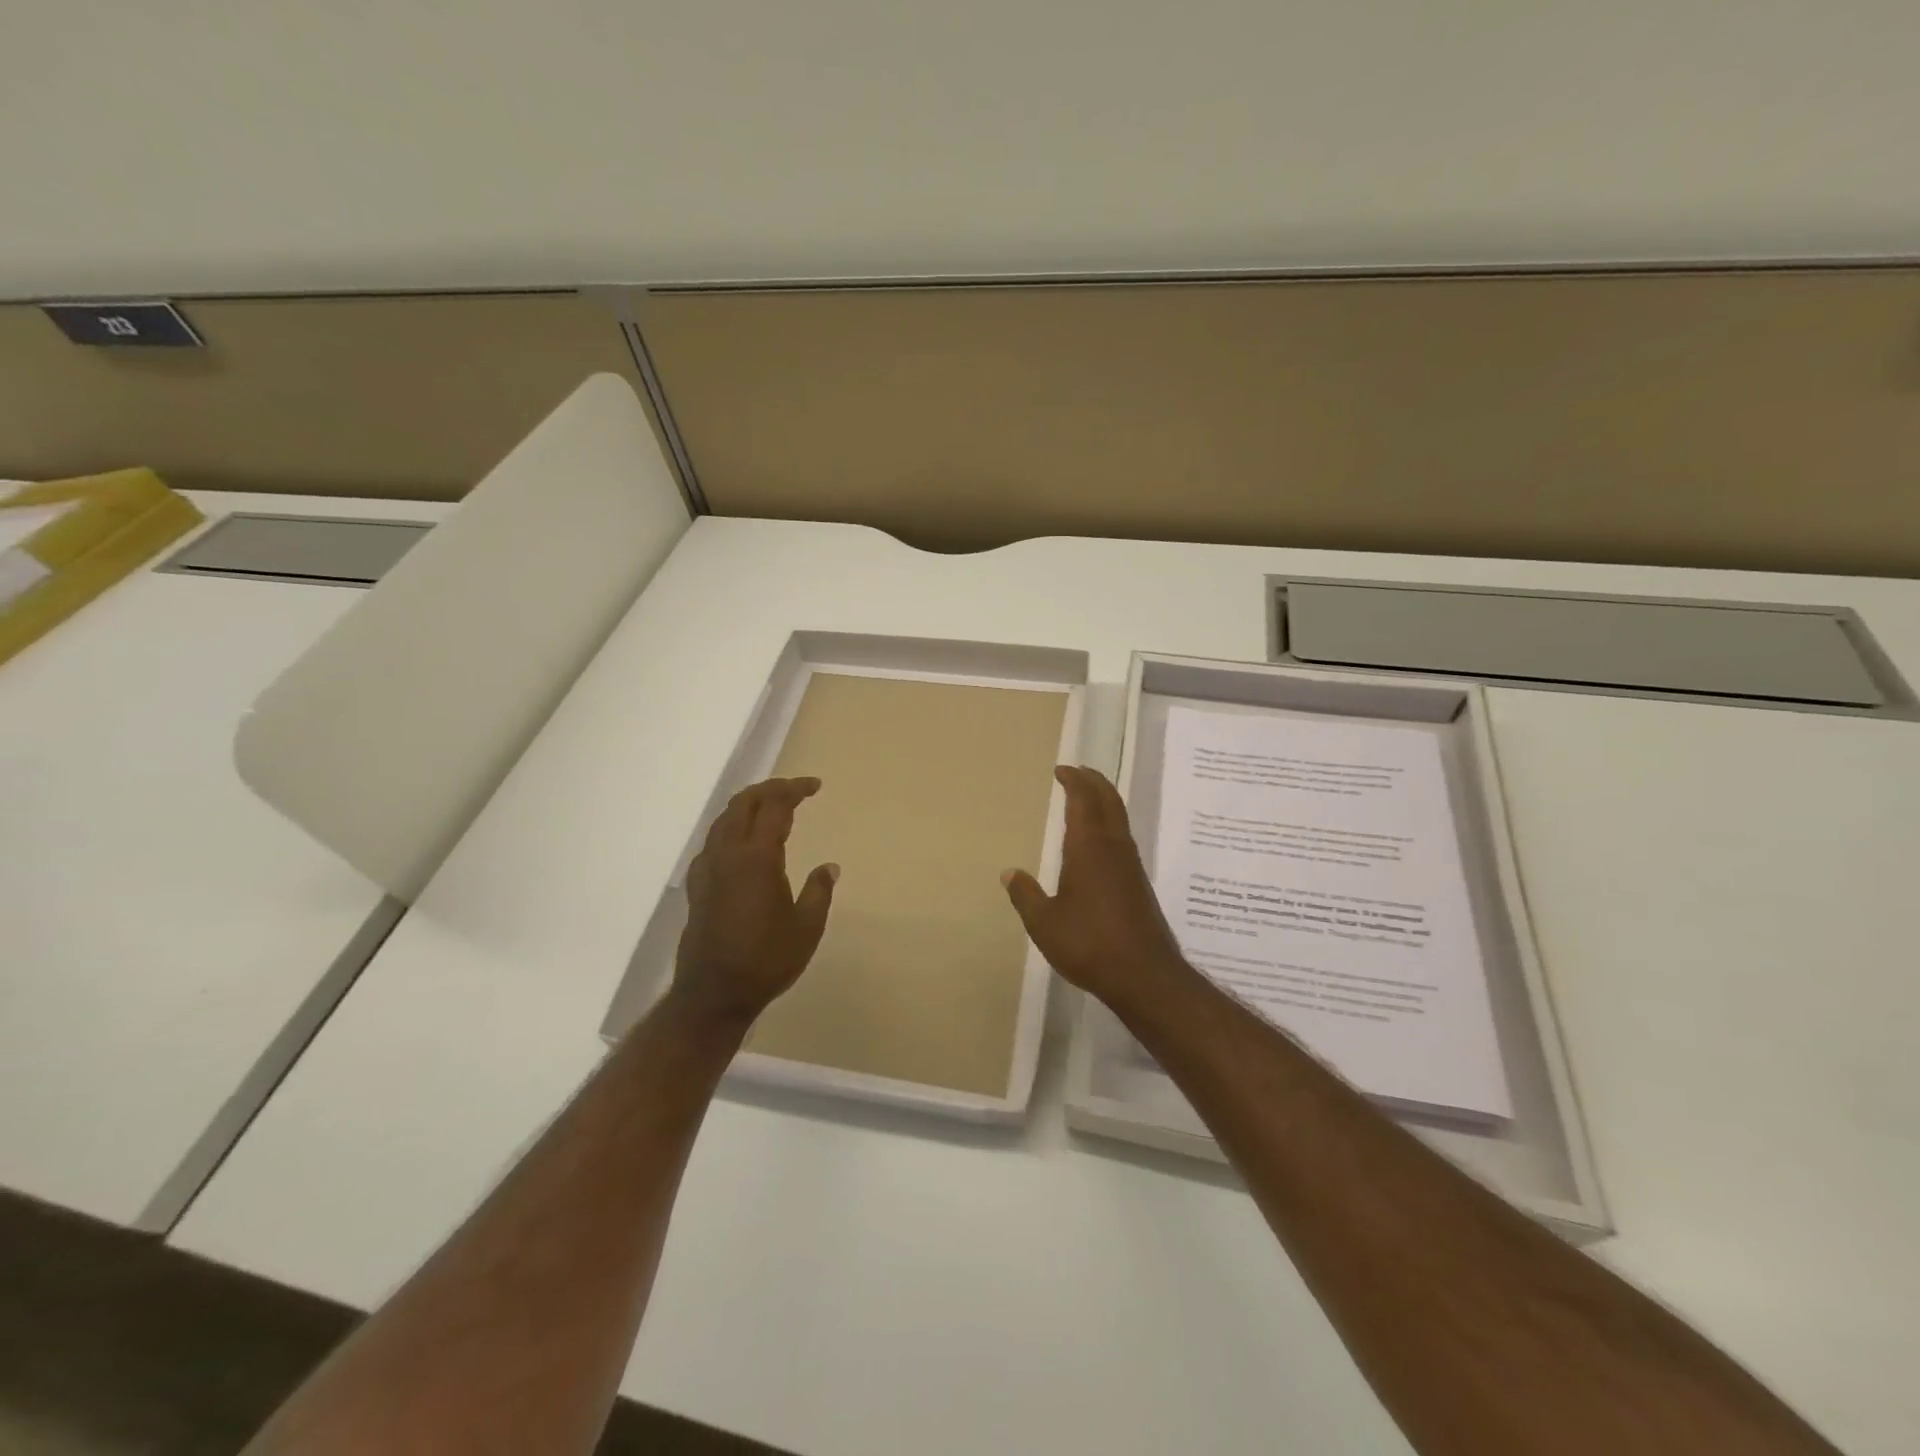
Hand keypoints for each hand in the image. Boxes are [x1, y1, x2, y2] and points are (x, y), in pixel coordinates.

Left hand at [670, 777, 837, 1030]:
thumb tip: (829, 867)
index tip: (815, 786)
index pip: (775, 807)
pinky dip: (732, 827)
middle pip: (744, 803)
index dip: (795, 790)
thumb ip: (819, 891)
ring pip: (724, 819)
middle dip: (770, 789)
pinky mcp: (697, 885)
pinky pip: (714, 840)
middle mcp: (728, 854)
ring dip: (748, 805)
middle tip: (795, 790)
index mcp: (757, 859)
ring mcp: (707, 869)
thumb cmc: (766, 961)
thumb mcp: (807, 928)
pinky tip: (743, 842)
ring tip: (771, 807)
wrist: (713, 995)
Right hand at [1002, 765, 1189, 1012]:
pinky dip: (1110, 823)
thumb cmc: (1089, 944)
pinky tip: (1100, 841)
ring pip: (1119, 818)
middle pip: (1109, 801)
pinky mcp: (1139, 883)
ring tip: (1087, 798)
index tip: (1062, 770)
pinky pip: (1123, 838)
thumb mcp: (1044, 923)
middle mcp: (1114, 848)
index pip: (1084, 801)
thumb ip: (1026, 895)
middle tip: (1077, 772)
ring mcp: (1130, 865)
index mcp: (1089, 848)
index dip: (1074, 781)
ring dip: (1104, 801)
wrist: (1144, 975)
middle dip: (1094, 782)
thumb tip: (1009, 873)